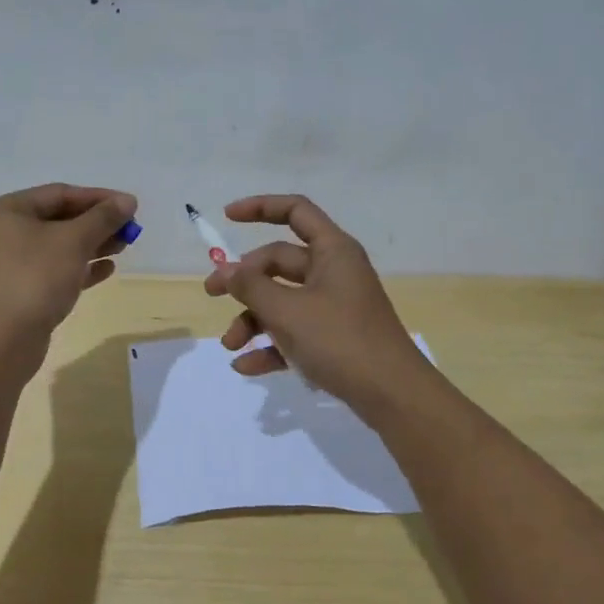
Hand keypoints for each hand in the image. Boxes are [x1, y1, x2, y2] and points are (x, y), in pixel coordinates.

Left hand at [0, 184, 136, 348]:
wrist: (2, 342)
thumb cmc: (35, 278)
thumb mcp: (74, 241)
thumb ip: (103, 218)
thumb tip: (128, 201)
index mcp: (5, 211)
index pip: (59, 194)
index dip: (98, 198)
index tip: (130, 205)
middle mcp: (1, 233)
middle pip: (58, 219)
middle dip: (96, 223)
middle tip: (130, 229)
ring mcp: (8, 264)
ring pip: (57, 246)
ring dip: (92, 245)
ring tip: (123, 247)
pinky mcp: (18, 291)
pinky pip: (53, 271)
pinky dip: (79, 267)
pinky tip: (106, 270)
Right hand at [204, 194, 431, 409]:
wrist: (392, 395)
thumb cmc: (340, 340)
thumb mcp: (287, 311)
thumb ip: (251, 286)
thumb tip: (226, 269)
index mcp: (332, 251)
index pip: (295, 211)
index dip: (260, 207)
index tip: (227, 217)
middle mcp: (334, 271)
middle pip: (280, 261)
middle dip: (244, 280)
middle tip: (211, 294)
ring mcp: (335, 306)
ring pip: (283, 300)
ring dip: (253, 319)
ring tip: (230, 346)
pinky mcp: (335, 338)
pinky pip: (295, 333)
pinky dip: (271, 345)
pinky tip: (246, 366)